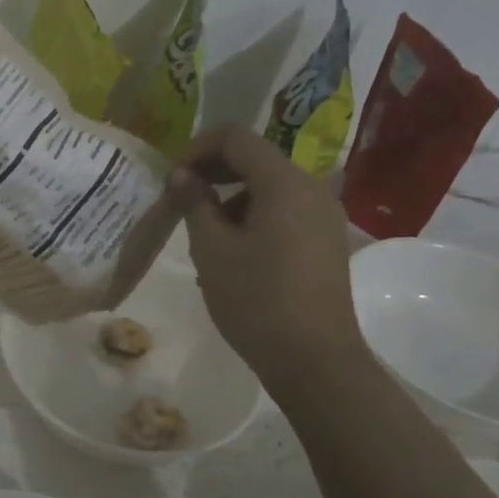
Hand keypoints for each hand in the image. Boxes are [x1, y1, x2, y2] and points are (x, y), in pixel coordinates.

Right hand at [166, 124, 364, 371]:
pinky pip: (284, 210)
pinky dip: (253, 215)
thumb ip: (194, 202)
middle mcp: (311, 188)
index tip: (172, 178)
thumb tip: (182, 175)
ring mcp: (324, 214)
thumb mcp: (211, 249)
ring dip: (231, 196)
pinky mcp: (326, 239)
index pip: (235, 137)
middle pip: (255, 157)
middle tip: (181, 199)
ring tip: (203, 233)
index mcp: (284, 182)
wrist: (314, 360)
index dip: (197, 148)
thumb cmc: (256, 300)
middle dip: (213, 170)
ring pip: (268, 185)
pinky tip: (232, 251)